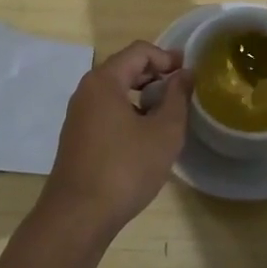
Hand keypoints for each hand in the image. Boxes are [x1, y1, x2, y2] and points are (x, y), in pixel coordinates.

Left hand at [39, 41, 192, 237]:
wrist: (78, 216)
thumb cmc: (125, 169)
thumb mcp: (163, 133)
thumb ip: (177, 97)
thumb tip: (185, 74)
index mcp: (104, 81)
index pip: (138, 51)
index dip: (167, 56)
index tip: (189, 72)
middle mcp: (86, 91)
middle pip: (125, 67)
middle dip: (155, 74)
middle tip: (182, 89)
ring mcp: (78, 115)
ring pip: (115, 91)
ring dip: (143, 94)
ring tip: (167, 112)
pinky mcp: (77, 137)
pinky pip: (106, 110)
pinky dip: (129, 111)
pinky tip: (145, 135)